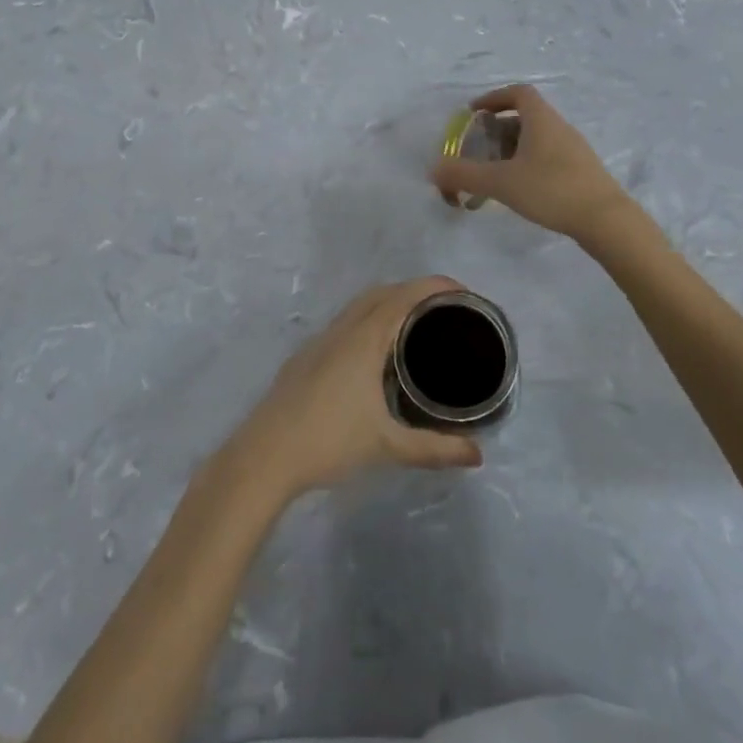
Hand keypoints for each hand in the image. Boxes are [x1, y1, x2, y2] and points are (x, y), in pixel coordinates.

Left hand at [222, 278, 482, 500]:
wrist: (264, 456)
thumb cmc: (328, 442)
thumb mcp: (387, 446)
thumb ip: (434, 449)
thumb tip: (477, 455)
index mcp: (364, 339)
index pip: (405, 297)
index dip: (435, 287)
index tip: (464, 293)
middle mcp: (343, 329)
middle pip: (383, 292)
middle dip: (416, 291)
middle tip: (446, 311)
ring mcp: (321, 340)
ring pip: (360, 305)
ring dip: (390, 302)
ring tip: (417, 327)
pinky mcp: (307, 355)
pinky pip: (346, 321)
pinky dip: (369, 319)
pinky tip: (376, 353)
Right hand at [429, 84, 634, 243]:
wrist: (606, 220)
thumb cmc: (551, 190)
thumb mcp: (501, 182)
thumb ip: (464, 175)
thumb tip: (433, 170)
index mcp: (541, 120)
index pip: (518, 93)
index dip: (494, 97)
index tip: (474, 113)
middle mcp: (559, 127)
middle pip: (525, 117)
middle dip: (498, 130)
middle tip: (478, 150)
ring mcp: (573, 149)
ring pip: (536, 140)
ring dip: (512, 151)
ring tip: (494, 175)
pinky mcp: (581, 171)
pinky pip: (547, 157)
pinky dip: (528, 165)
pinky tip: (519, 191)